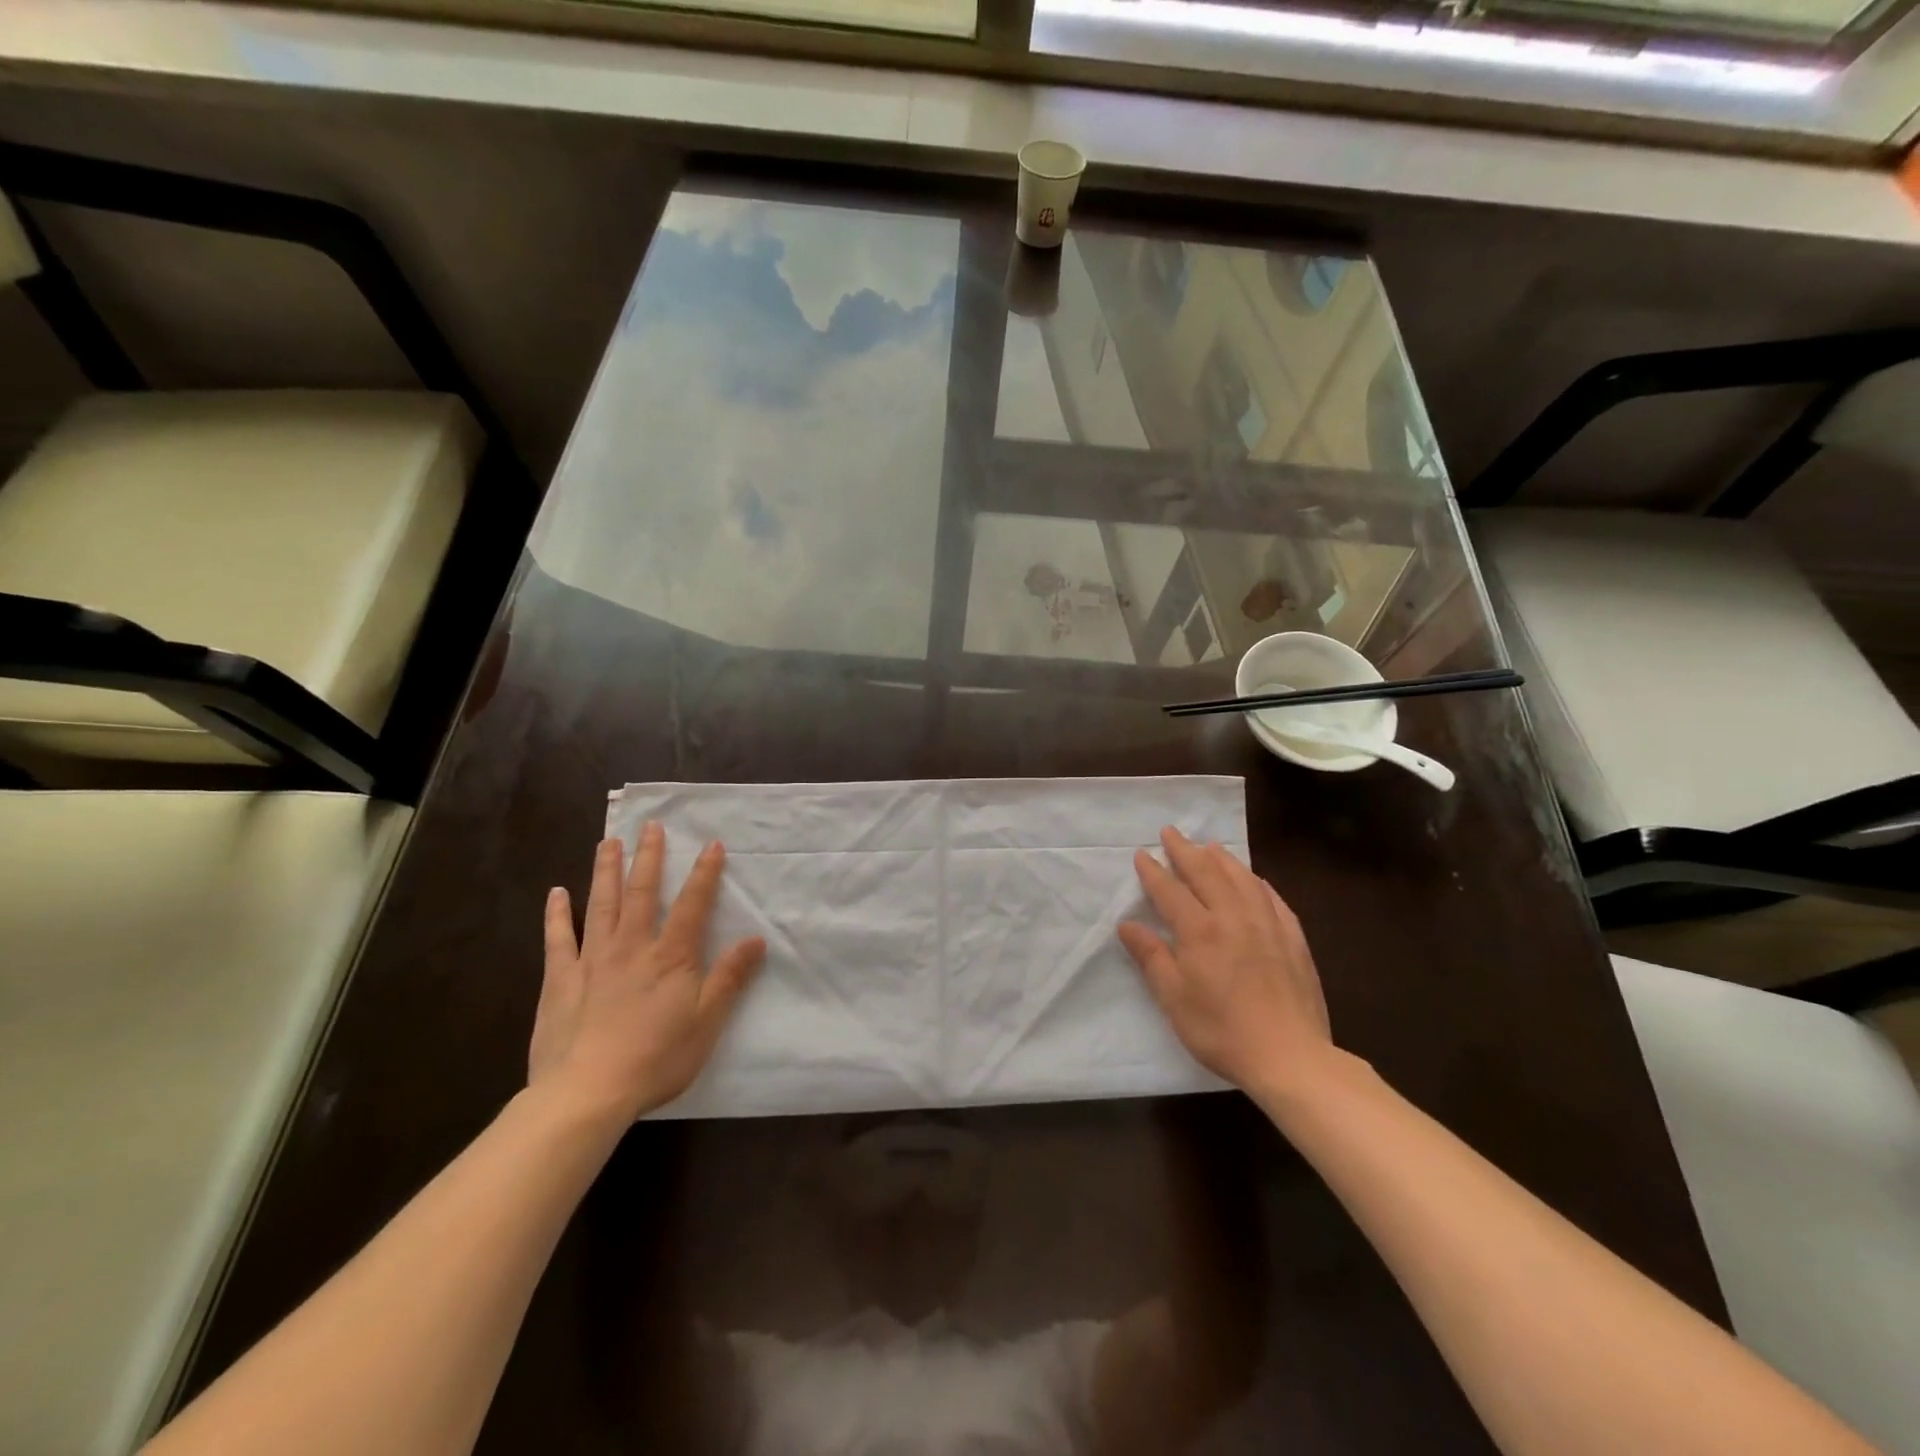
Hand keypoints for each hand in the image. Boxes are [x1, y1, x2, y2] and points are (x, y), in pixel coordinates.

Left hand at [530, 823, 765, 1123]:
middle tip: (650, 826)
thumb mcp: (706, 1022)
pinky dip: (558, 914)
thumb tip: (756, 939)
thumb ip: (729, 978)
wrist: (586, 1093)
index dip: (704, 873)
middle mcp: (632, 947)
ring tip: (609, 842)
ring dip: (607, 871)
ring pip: (602, 905)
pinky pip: (558, 939)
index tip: (711, 844)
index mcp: (671, 957)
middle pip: (642, 893)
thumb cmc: (655, 1059)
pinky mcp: (560, 980)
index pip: (693, 905)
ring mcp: (592, 960)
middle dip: (649, 857)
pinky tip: (557, 892)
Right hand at [1118, 827, 1333, 1099]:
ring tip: (1210, 846)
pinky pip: (1273, 899)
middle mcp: (1233, 918)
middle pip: (1207, 874)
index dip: (1154, 872)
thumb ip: (1152, 957)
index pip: (1171, 891)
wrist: (1291, 1057)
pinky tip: (1254, 880)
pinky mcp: (1293, 940)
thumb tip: (1127, 925)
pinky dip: (1258, 883)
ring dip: (1223, 859)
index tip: (1142, 854)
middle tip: (1171, 832)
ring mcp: (1268, 926)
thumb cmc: (1222, 1031)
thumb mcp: (1174, 999)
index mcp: (1200, 932)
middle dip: (1186, 851)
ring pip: (1242, 880)